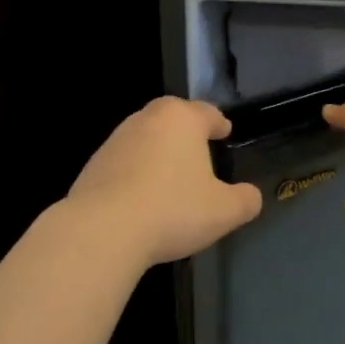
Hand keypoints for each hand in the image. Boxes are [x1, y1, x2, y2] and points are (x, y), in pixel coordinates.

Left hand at [65, 97, 262, 266]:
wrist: (103, 230)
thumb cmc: (173, 210)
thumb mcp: (224, 211)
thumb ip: (245, 200)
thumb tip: (251, 196)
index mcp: (181, 119)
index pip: (207, 112)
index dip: (219, 123)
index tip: (225, 132)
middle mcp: (146, 120)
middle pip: (171, 118)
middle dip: (186, 131)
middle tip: (199, 149)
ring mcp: (115, 141)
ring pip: (145, 139)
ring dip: (159, 153)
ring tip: (171, 177)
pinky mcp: (93, 166)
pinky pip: (124, 164)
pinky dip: (137, 174)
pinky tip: (143, 198)